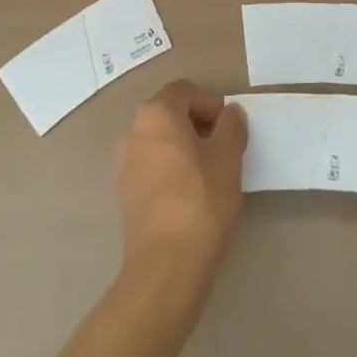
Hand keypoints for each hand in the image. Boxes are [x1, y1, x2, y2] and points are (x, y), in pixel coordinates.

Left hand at [116, 81, 247, 287]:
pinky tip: (190, 195)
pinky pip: (151, 166)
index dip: (210, 103)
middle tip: (223, 149)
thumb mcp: (228, 158)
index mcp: (156, 114)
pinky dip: (170, 169)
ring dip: (184, 147)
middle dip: (197, 124)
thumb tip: (230, 114)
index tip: (229, 129)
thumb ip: (232, 127)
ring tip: (209, 174)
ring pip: (159, 141)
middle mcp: (134, 131)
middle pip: (169, 113)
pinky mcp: (124, 193)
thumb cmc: (201, 201)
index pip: (184, 90)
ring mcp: (124, 163)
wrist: (165, 266)